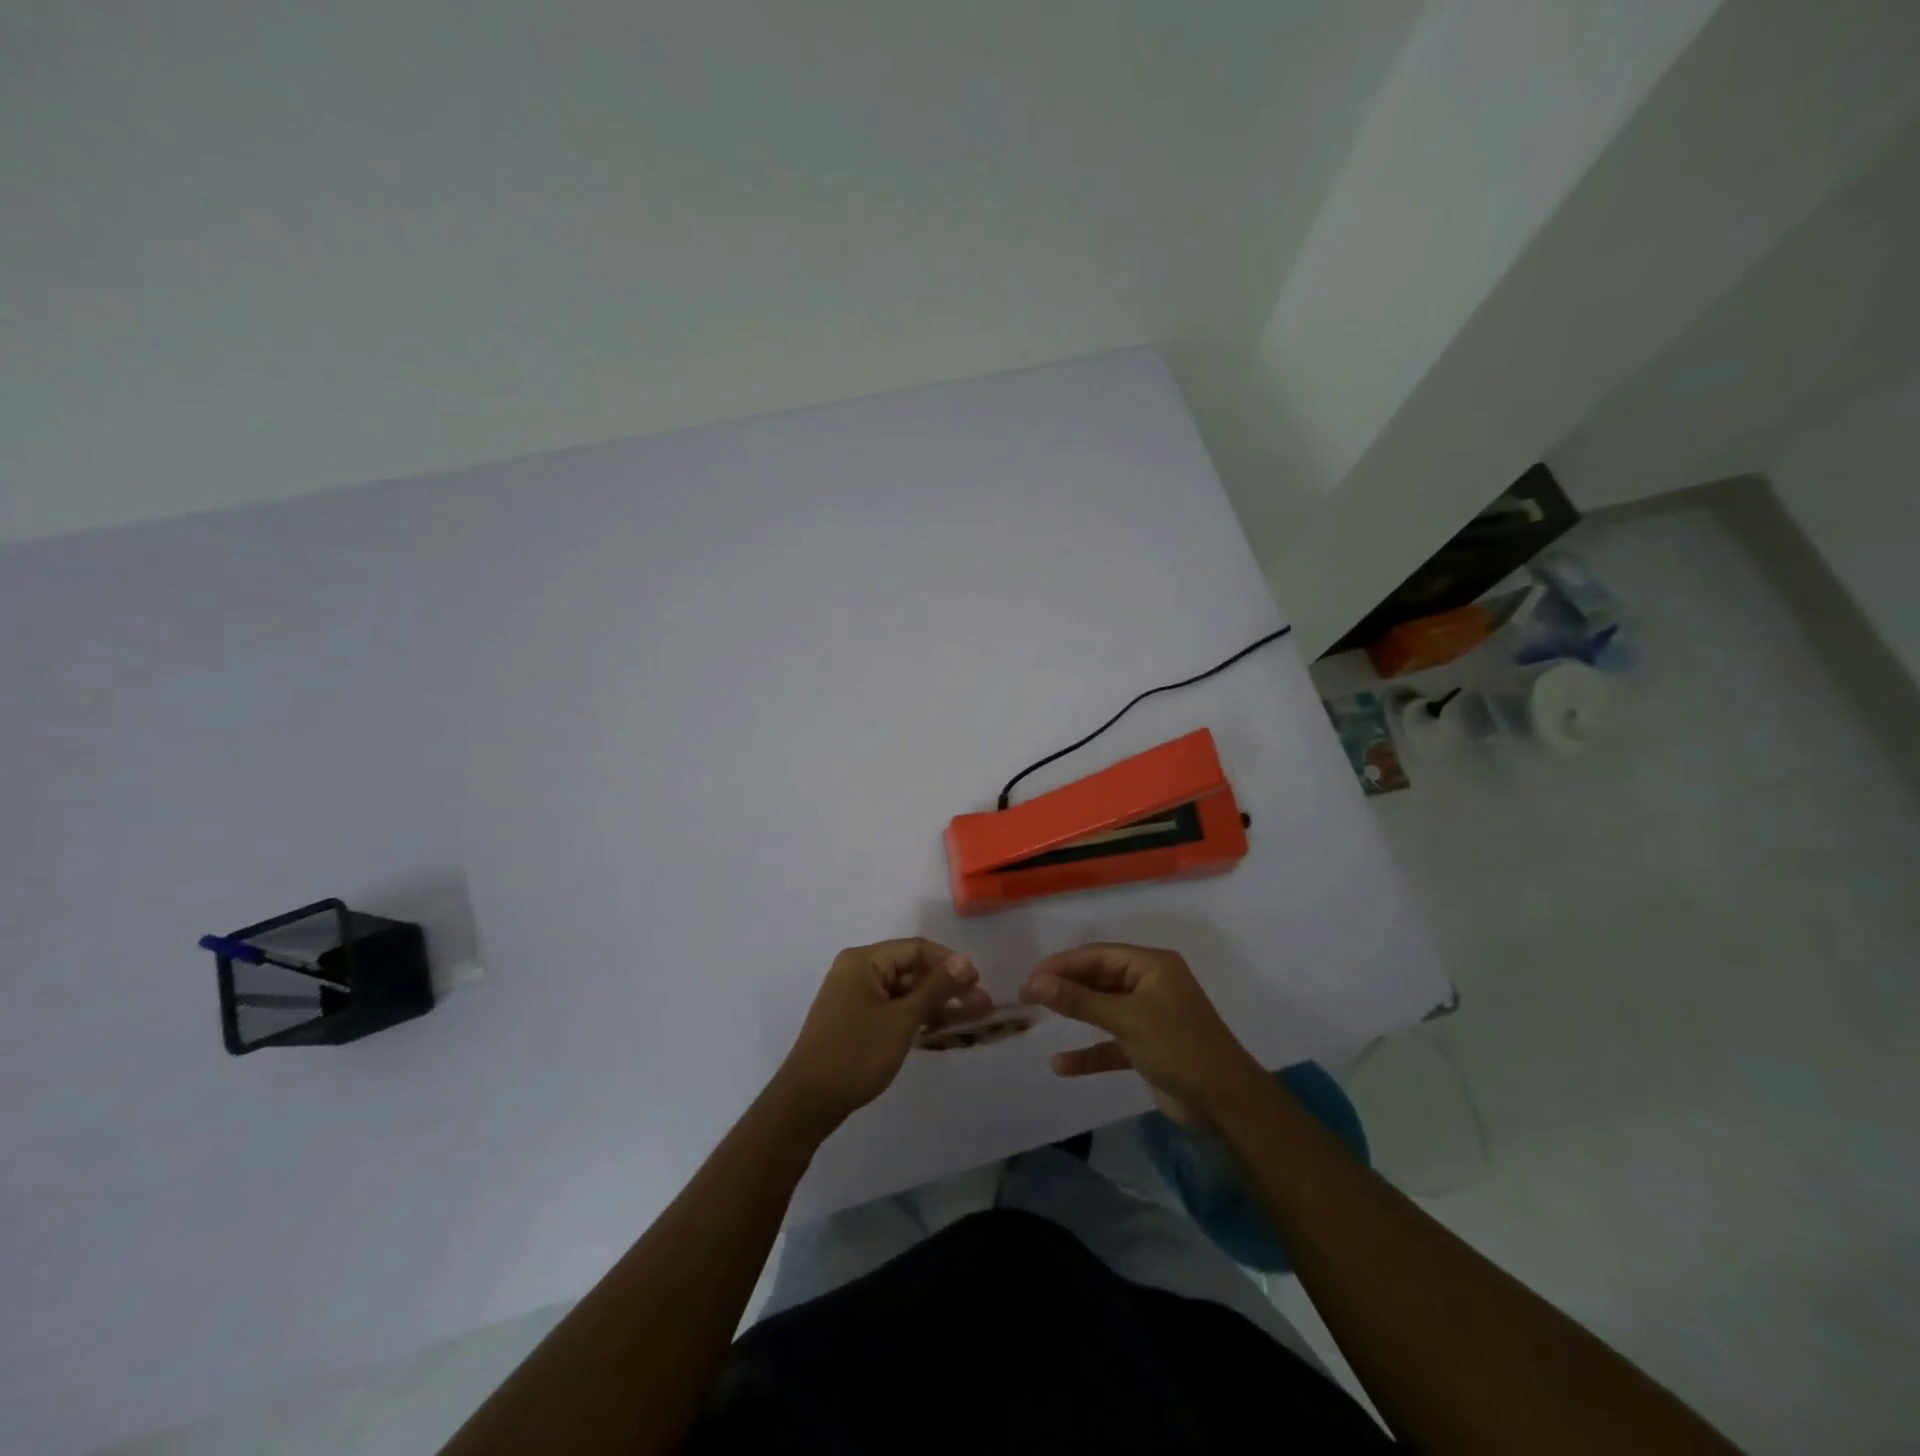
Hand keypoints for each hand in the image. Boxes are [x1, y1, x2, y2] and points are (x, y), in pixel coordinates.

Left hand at [774, 938, 992, 1133]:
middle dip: (947, 986)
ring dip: (936, 1003)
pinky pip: (893, 1008)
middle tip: (982, 1005)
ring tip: (972, 1017)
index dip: (949, 962)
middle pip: (911, 969)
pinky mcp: (855, 1020)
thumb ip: (936, 988)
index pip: (916, 949)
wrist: (807, 1103)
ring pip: (904, 991)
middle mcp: (857, 971)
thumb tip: (966, 960)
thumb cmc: (856, 1054)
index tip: (978, 982)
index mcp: (863, 960)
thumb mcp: (902, 1020)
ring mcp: (854, 997)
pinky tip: (941, 1027)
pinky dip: (916, 1016)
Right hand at [1020, 943, 1264, 1125]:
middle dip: (1064, 986)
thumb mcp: (1126, 1020)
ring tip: (1036, 1016)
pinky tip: (1061, 1065)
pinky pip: (1110, 1043)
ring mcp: (1149, 1016)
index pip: (1098, 955)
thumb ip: (1079, 1001)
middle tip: (1026, 995)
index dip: (1062, 964)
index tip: (1030, 978)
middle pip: (1098, 978)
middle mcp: (1150, 984)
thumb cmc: (1179, 1047)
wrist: (1226, 1104)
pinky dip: (1088, 1051)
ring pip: (1102, 1009)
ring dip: (1074, 1014)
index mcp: (1152, 966)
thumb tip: (1036, 982)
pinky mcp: (1147, 1047)